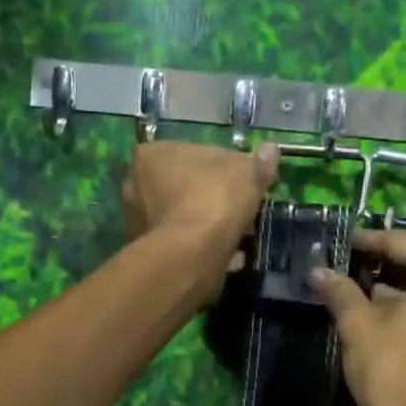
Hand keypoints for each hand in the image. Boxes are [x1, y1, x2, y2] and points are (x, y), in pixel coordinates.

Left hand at [122, 140, 278, 280]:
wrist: (192, 254)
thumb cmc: (214, 199)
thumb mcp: (247, 173)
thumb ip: (259, 162)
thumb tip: (271, 150)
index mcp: (151, 155)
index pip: (192, 153)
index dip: (223, 167)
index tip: (244, 182)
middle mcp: (135, 186)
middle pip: (187, 187)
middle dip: (214, 198)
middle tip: (243, 209)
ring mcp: (139, 223)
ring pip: (186, 217)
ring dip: (211, 225)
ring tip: (241, 235)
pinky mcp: (150, 252)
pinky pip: (185, 244)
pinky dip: (205, 248)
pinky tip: (230, 255)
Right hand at [310, 230, 405, 405]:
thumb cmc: (395, 375)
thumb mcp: (359, 328)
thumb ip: (341, 292)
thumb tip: (318, 271)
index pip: (405, 242)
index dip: (370, 242)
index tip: (343, 244)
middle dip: (397, 256)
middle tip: (362, 261)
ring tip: (375, 287)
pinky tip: (398, 313)